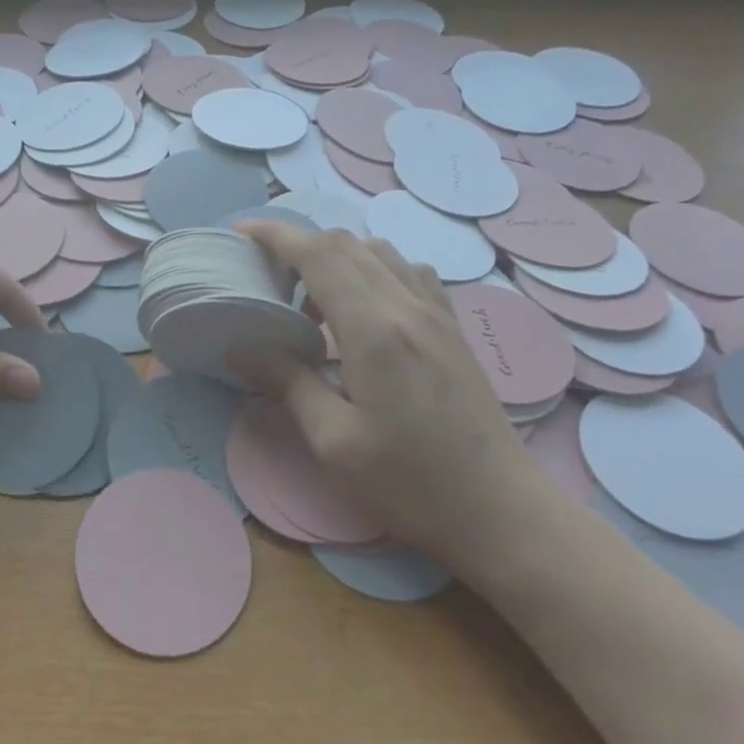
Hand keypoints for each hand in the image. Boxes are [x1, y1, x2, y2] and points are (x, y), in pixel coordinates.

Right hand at [234, 222, 555, 581]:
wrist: (502, 511)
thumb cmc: (410, 483)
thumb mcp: (334, 441)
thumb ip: (288, 382)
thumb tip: (240, 347)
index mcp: (374, 329)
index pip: (319, 254)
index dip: (277, 235)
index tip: (242, 233)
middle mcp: (407, 306)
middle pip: (347, 245)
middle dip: (300, 244)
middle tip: (268, 277)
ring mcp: (438, 313)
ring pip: (380, 252)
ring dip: (337, 259)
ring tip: (313, 303)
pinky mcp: (454, 328)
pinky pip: (409, 273)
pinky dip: (374, 271)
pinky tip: (367, 310)